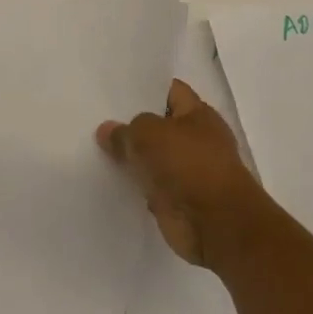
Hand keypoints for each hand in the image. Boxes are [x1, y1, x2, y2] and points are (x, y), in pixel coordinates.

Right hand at [97, 79, 270, 269]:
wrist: (215, 224)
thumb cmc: (187, 165)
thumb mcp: (148, 135)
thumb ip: (125, 130)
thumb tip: (106, 130)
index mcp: (198, 113)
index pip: (170, 91)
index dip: (146, 89)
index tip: (116, 91)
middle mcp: (197, 139)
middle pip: (160, 126)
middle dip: (134, 126)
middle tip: (98, 119)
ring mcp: (190, 172)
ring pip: (154, 158)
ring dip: (134, 159)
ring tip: (97, 149)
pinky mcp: (180, 201)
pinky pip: (152, 187)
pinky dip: (137, 187)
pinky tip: (110, 181)